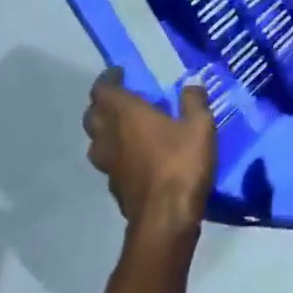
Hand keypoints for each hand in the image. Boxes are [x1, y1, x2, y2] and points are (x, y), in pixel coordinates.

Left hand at [82, 68, 215, 236]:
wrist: (166, 219)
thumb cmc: (181, 164)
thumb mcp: (199, 126)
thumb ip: (194, 101)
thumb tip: (192, 82)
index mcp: (125, 114)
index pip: (102, 90)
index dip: (107, 79)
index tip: (120, 72)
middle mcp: (109, 137)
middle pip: (92, 115)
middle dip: (103, 103)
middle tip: (122, 98)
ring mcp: (109, 165)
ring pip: (96, 141)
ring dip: (105, 130)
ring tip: (126, 126)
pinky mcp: (114, 187)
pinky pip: (108, 162)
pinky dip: (116, 153)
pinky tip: (135, 156)